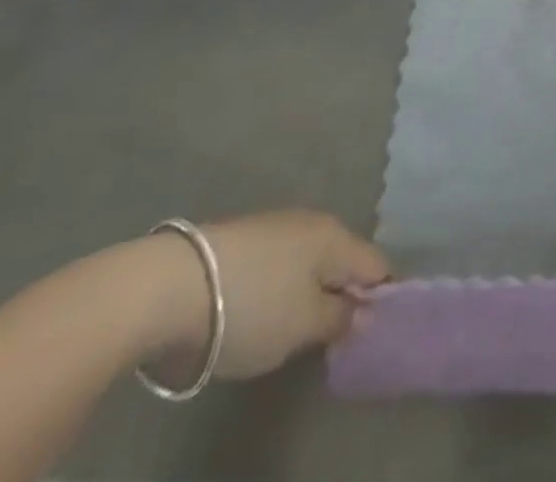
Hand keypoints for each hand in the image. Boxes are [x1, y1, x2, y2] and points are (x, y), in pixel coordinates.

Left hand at [142, 210, 389, 384]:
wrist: (172, 285)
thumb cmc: (252, 306)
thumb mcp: (303, 325)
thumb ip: (340, 317)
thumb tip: (363, 309)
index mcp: (337, 236)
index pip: (377, 264)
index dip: (383, 296)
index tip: (377, 328)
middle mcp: (314, 221)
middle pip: (343, 259)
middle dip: (345, 291)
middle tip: (336, 334)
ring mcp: (277, 225)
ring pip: (310, 259)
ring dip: (312, 287)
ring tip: (299, 325)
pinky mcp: (245, 237)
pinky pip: (281, 262)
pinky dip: (284, 284)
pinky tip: (267, 308)